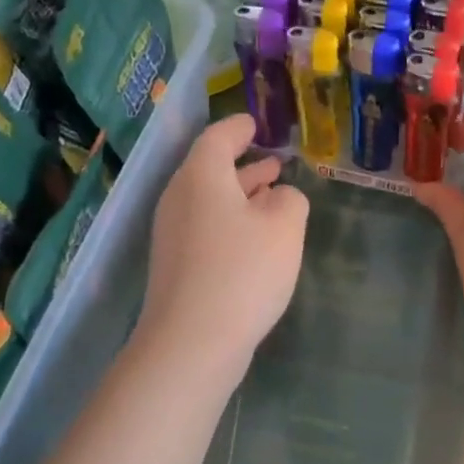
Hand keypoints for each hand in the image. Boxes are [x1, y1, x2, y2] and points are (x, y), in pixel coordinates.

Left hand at [138, 113, 307, 378]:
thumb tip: (279, 196)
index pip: (218, 137)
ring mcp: (173, 235)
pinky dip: (231, 222)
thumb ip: (290, 200)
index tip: (256, 122)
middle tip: (275, 162)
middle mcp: (179, 199)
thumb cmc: (242, 272)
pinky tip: (255, 240)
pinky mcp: (176, 267)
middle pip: (210, 170)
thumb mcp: (284, 227)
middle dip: (244, 164)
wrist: (193, 341)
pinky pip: (206, 228)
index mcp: (201, 177)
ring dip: (240, 195)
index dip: (239, 127)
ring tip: (272, 194)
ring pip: (209, 201)